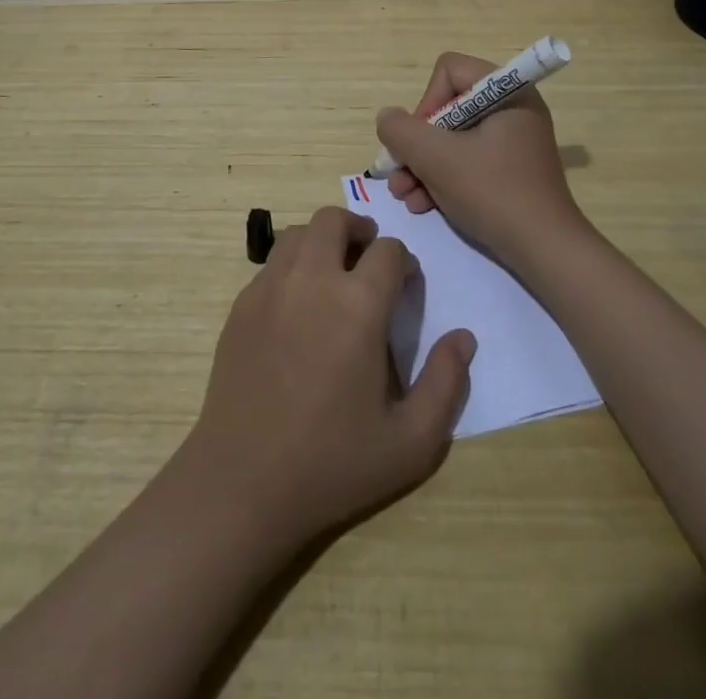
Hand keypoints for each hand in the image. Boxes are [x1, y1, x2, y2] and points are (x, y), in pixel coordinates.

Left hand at [177, 206, 475, 551]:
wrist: (243, 484)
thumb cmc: (333, 464)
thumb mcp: (411, 441)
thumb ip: (447, 383)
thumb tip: (463, 337)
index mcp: (358, 305)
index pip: (388, 250)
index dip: (404, 262)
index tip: (405, 287)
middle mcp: (312, 280)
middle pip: (335, 220)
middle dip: (359, 230)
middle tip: (368, 261)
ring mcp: (270, 288)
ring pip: (298, 233)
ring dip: (322, 242)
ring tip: (333, 276)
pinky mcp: (242, 306)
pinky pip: (272, 264)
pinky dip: (292, 268)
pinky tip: (298, 308)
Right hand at [375, 51, 590, 269]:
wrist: (544, 250)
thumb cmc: (492, 192)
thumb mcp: (436, 158)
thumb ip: (401, 131)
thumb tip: (388, 118)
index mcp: (507, 92)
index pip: (449, 71)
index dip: (425, 103)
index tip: (419, 141)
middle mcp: (512, 109)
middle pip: (447, 109)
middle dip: (417, 145)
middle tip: (399, 176)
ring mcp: (513, 141)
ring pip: (453, 139)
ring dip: (423, 166)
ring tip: (405, 196)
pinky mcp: (511, 170)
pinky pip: (468, 161)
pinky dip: (443, 179)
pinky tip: (423, 205)